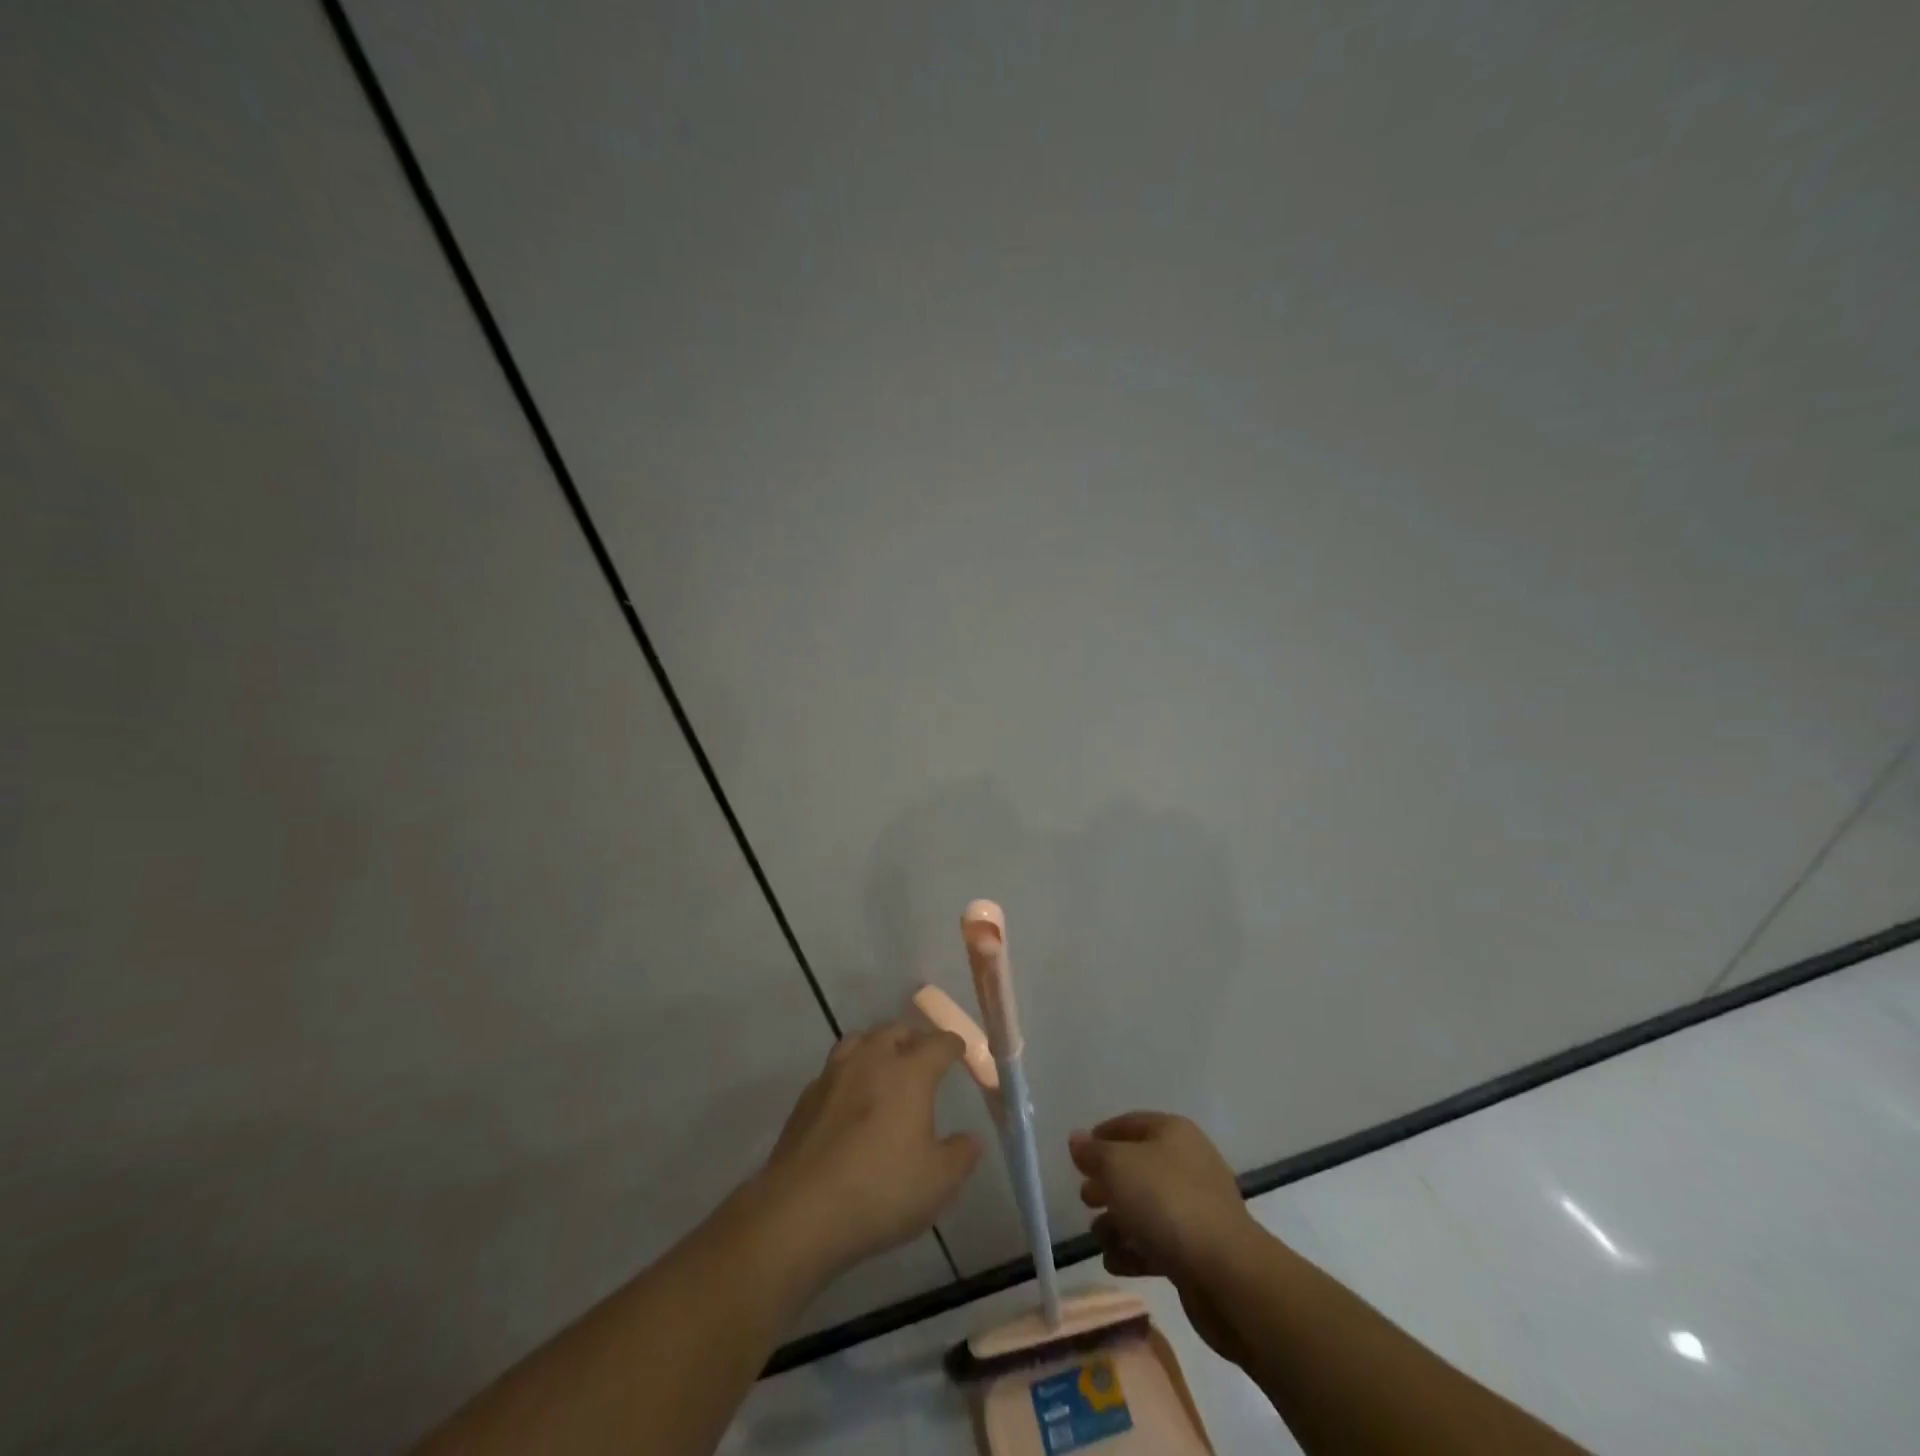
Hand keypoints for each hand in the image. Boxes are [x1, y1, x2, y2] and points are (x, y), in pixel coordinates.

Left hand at [754, 1021, 981, 1278]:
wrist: (800, 1211)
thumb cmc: (880, 1191)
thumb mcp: (938, 1183)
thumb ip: (961, 1156)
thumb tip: (971, 1139)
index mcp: (909, 1073)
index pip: (938, 1043)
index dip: (953, 1045)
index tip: (960, 1052)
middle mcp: (871, 1060)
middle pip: (895, 1030)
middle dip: (913, 1039)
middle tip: (923, 1058)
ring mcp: (834, 1075)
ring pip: (860, 1041)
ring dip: (877, 1047)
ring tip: (885, 1067)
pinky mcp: (807, 1097)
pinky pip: (835, 1069)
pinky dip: (849, 1073)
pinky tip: (851, 1100)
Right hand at [1069, 1111, 1257, 1362]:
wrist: (1226, 1273)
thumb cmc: (1166, 1202)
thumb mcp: (1118, 1167)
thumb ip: (1093, 1153)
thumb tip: (1077, 1139)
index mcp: (1173, 1133)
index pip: (1130, 1124)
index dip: (1102, 1136)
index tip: (1078, 1156)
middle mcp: (1188, 1164)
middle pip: (1138, 1168)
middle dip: (1108, 1183)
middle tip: (1084, 1198)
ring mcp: (1197, 1209)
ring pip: (1147, 1208)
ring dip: (1118, 1221)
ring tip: (1097, 1236)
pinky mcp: (1199, 1250)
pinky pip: (1159, 1242)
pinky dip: (1135, 1250)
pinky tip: (1113, 1262)